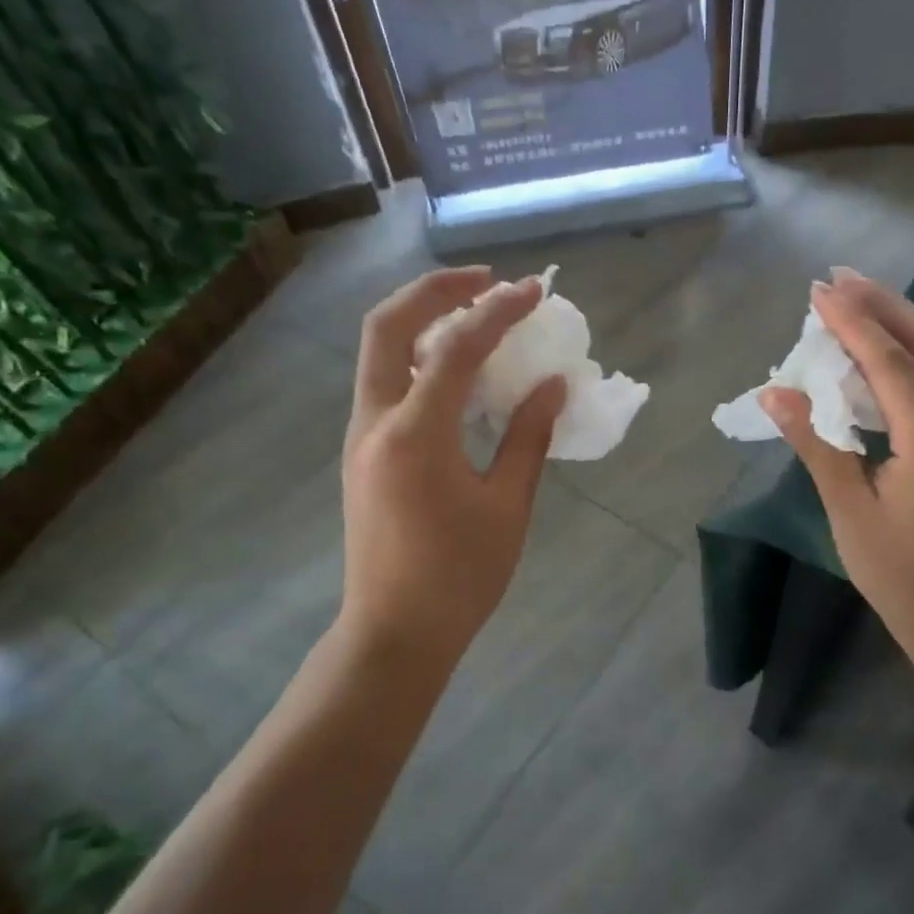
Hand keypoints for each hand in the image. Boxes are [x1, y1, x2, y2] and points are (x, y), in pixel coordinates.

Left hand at [339, 267, 564, 669]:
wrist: (395, 631)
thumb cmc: (459, 577)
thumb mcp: (507, 507)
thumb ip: (528, 437)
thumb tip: (552, 386)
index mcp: (415, 434)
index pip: (456, 348)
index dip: (498, 312)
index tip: (534, 291)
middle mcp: (375, 421)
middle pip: (388, 325)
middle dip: (436, 289)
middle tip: (485, 281)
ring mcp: (360, 435)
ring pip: (378, 350)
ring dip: (421, 318)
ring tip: (473, 313)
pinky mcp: (362, 451)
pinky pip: (384, 381)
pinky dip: (416, 355)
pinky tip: (455, 368)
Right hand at [762, 270, 913, 671]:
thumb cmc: (899, 572)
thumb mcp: (848, 508)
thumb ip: (816, 441)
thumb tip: (774, 392)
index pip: (889, 361)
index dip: (852, 322)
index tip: (818, 290)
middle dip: (882, 303)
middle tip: (840, 275)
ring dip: (897, 323)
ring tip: (855, 297)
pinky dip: (907, 356)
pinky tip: (878, 349)